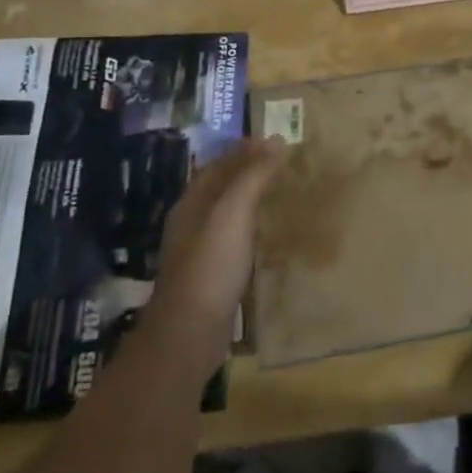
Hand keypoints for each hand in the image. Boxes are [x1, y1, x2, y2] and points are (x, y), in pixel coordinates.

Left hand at [151, 137, 287, 336]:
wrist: (189, 332)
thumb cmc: (210, 265)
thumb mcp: (233, 213)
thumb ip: (252, 176)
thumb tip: (276, 140)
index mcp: (191, 204)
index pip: (217, 165)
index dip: (243, 150)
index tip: (274, 141)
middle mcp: (191, 224)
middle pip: (219, 188)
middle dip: (246, 172)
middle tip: (282, 164)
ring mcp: (198, 252)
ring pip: (226, 214)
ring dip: (249, 199)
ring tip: (279, 193)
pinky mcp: (210, 276)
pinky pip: (233, 239)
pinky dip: (251, 227)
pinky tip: (267, 235)